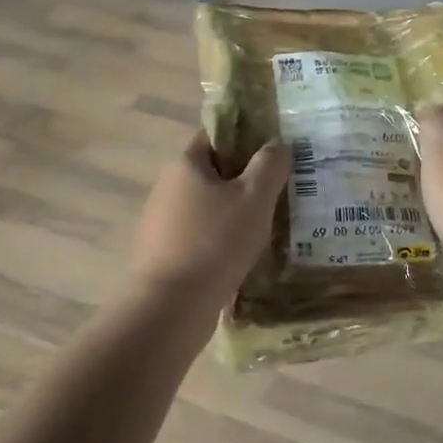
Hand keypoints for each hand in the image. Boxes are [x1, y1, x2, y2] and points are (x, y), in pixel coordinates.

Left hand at [131, 133, 289, 298]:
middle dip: (244, 181)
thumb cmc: (216, 242)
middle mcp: (167, 188)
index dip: (246, 139)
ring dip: (234, 214)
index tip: (275, 154)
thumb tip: (279, 143)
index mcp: (185, 165)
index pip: (216, 137)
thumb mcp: (254, 197)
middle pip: (213, 174)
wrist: (172, 306)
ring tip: (268, 227)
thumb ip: (270, 165)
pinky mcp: (164, 254)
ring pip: (207, 208)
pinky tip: (243, 255)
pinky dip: (221, 240)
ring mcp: (162, 223)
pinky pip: (200, 237)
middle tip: (280, 193)